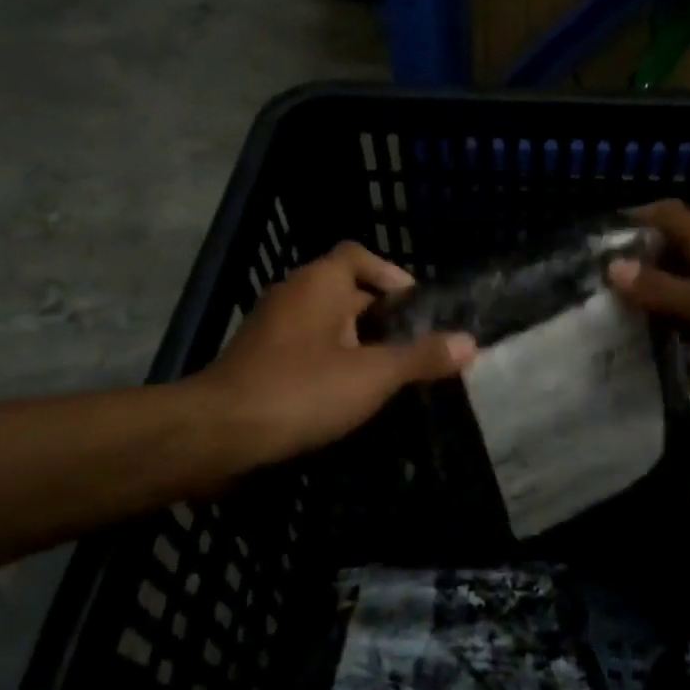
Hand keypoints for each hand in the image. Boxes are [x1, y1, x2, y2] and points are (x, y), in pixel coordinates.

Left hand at [194, 241, 475, 471]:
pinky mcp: (257, 359)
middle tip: (410, 345)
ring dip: (355, 341)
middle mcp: (292, 294)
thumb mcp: (373, 375)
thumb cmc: (301, 390)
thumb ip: (421, 357)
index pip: (358, 255)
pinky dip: (329, 360)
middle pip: (345, 289)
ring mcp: (270, 327)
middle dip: (379, 315)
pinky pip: (304, 347)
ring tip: (385, 372)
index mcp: (318, 283)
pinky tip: (345, 394)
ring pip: (324, 322)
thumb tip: (470, 343)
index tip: (415, 307)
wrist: (218, 434)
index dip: (390, 274)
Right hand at [607, 200, 689, 412]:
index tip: (600, 240)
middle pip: (675, 247)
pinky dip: (680, 317)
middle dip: (638, 258)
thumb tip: (615, 267)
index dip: (636, 217)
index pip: (670, 215)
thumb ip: (667, 290)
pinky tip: (663, 341)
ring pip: (688, 280)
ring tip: (619, 314)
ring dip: (657, 289)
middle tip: (598, 285)